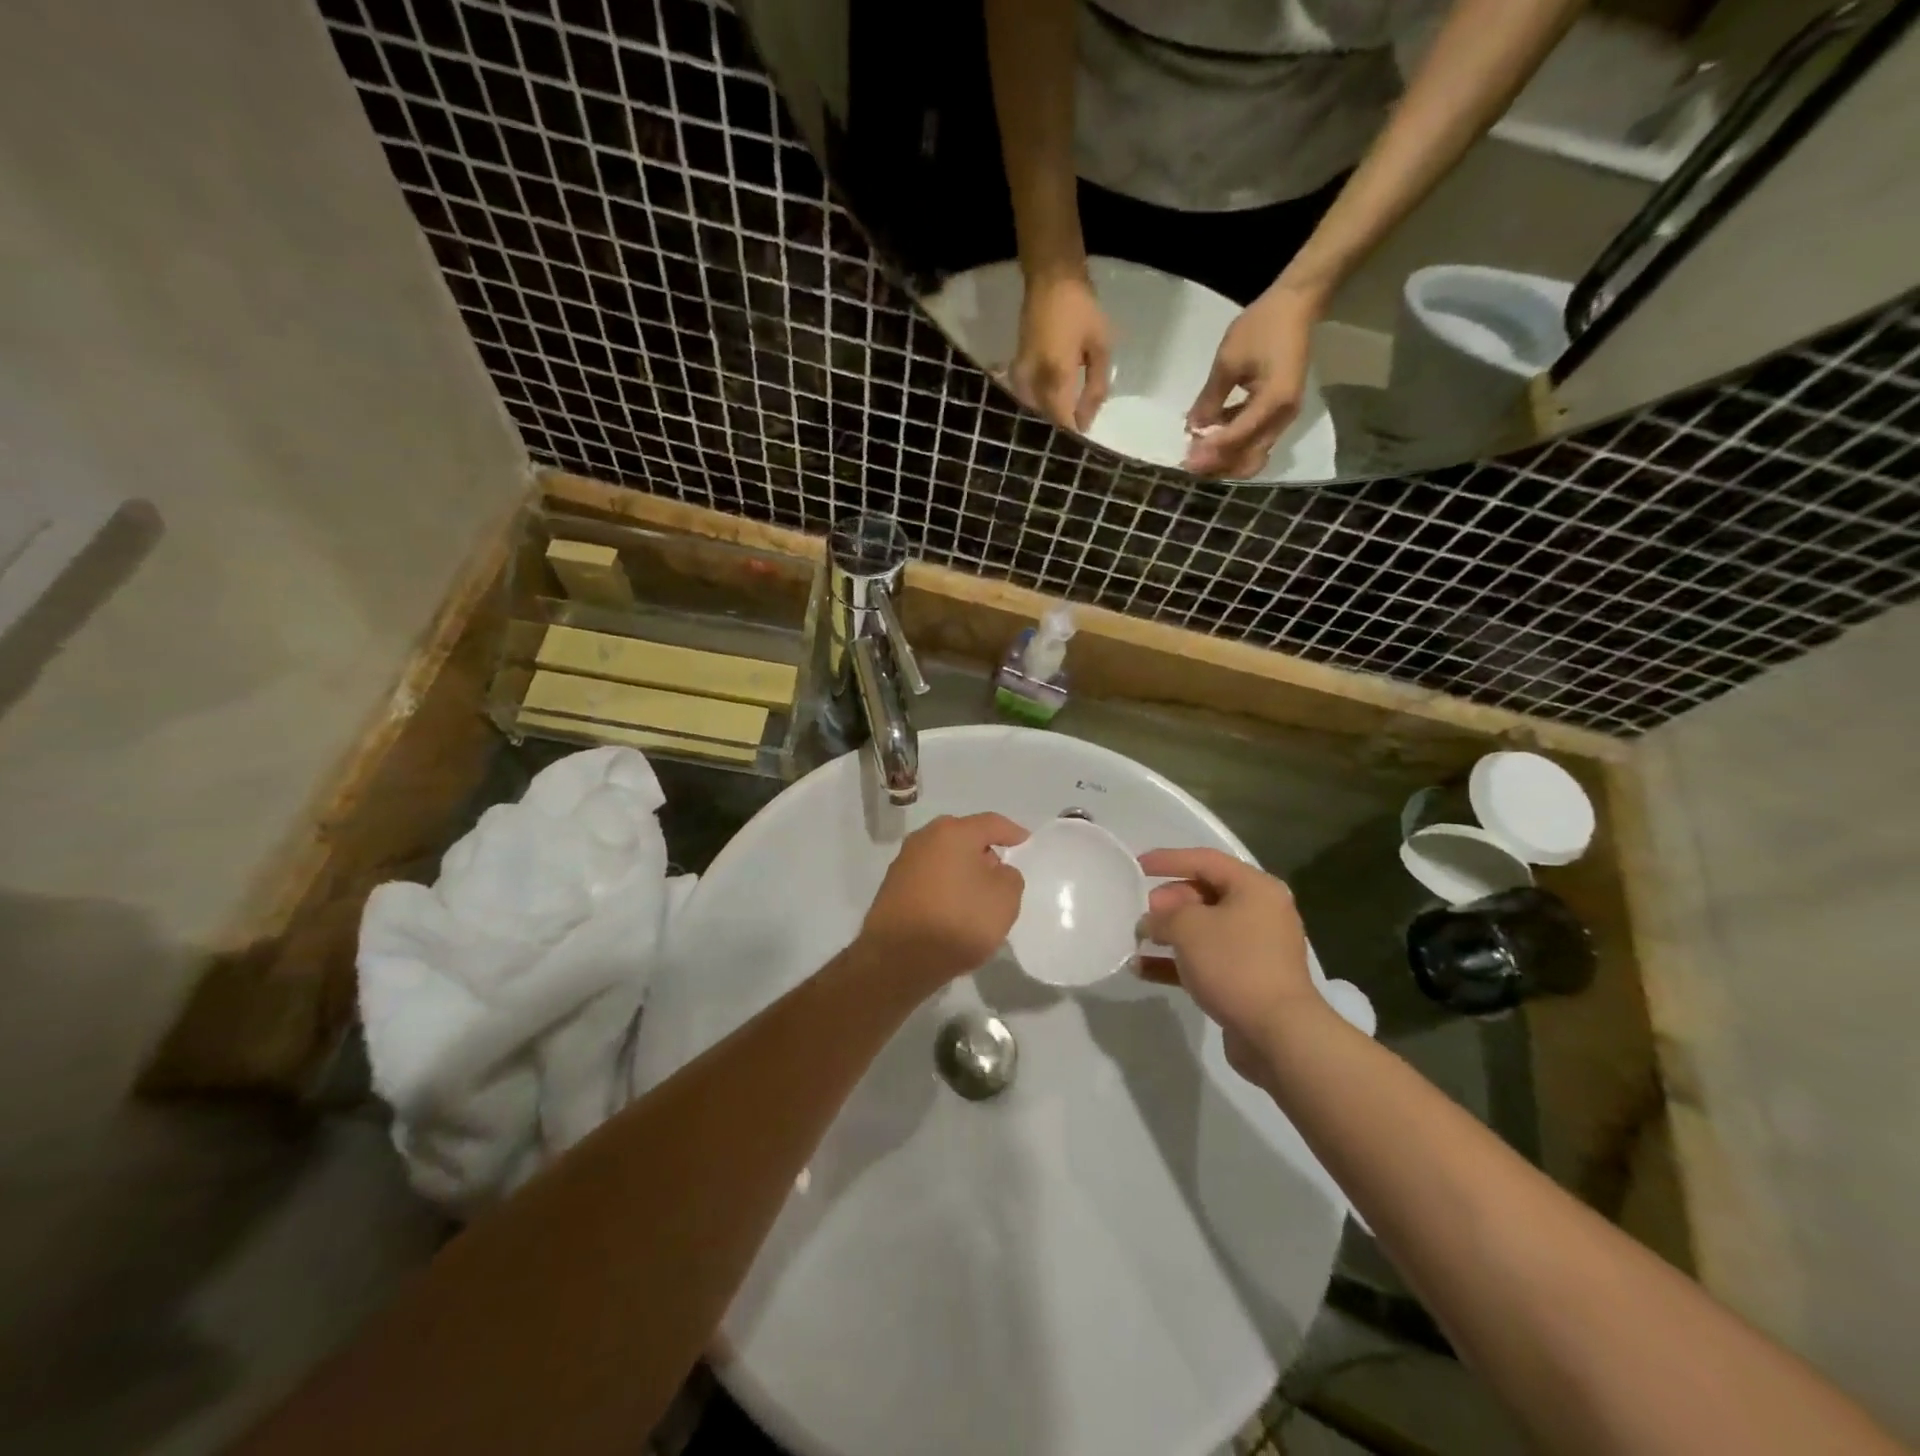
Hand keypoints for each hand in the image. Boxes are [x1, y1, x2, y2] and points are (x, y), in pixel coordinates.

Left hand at [856, 814, 1027, 990]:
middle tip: (1000, 872)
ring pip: (943, 858)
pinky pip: (928, 878)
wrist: (899, 958)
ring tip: (977, 894)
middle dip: (983, 851)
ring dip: (961, 870)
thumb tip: (995, 871)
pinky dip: (944, 886)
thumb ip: (1009, 877)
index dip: (1012, 832)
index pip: (991, 823)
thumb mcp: (1005, 899)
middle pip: (963, 837)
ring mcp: (903, 862)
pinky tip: (952, 908)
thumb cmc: (959, 920)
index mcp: (952, 832)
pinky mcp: (892, 887)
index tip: (1025, 842)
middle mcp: (923, 838)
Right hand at [1009, 273, 1111, 432]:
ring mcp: (1021, 375)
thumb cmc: (1081, 309)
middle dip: (1061, 425)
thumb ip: (1096, 387)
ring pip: (1034, 409)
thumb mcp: (1100, 347)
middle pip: (1046, 418)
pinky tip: (1048, 399)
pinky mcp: (1016, 368)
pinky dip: (1037, 402)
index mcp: (1056, 378)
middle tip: (1078, 424)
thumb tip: (1088, 421)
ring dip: (1049, 414)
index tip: (1085, 437)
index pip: (1062, 421)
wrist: (1050, 277)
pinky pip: (1025, 396)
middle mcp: (1034, 382)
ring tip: (1065, 413)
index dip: (1074, 433)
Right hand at [1138, 848, 1322, 1077]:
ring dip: (1169, 934)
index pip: (1205, 860)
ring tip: (1138, 940)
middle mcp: (1261, 912)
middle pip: (1205, 894)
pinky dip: (1177, 962)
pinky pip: (1207, 961)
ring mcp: (1256, 948)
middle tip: (1143, 913)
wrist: (1277, 1033)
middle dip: (1169, 902)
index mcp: (1255, 888)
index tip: (1137, 866)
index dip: (1169, 860)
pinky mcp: (1247, 980)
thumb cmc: (1234, 964)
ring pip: (1204, 930)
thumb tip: (1151, 921)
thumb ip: (1162, 916)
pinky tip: (1142, 969)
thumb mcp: (1188, 928)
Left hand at [1183, 284, 1322, 478]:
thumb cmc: (1262, 327)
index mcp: (1274, 401)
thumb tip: (1192, 430)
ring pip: (1253, 454)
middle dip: (1218, 466)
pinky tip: (1211, 435)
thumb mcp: (1228, 361)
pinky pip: (1255, 440)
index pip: (1237, 438)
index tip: (1185, 461)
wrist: (1296, 305)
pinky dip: (1233, 444)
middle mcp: (1284, 417)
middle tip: (1190, 462)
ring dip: (1225, 458)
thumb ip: (1209, 400)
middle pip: (1249, 459)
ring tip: (1196, 451)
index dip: (1210, 453)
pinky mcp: (1279, 414)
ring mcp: (1284, 418)